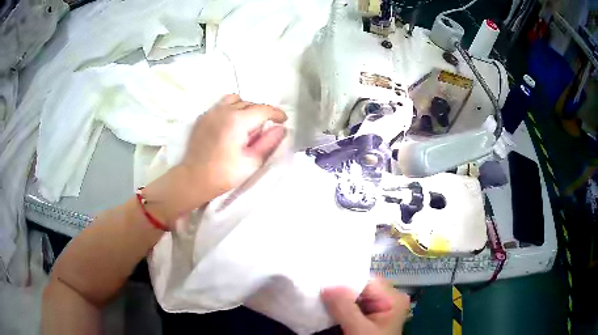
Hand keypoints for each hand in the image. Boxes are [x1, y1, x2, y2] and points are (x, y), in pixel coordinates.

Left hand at [143, 94, 286, 225]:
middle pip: (250, 104)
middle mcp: (224, 110)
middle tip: (266, 128)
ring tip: (248, 123)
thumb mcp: (252, 161)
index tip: (283, 120)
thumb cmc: (224, 174)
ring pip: (236, 100)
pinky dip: (232, 109)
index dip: (277, 114)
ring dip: (246, 108)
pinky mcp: (203, 117)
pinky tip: (232, 124)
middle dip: (262, 113)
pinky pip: (222, 105)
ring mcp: (211, 112)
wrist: (194, 179)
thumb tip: (280, 128)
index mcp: (238, 120)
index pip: (263, 109)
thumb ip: (269, 142)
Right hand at [322, 278, 409, 334]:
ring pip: (355, 297)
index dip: (343, 281)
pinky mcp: (370, 316)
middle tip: (316, 289)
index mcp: (393, 298)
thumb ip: (345, 308)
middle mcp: (389, 298)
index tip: (321, 281)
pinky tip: (327, 307)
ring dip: (338, 299)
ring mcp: (379, 308)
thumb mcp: (359, 329)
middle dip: (339, 290)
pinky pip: (353, 306)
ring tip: (318, 296)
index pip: (366, 280)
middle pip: (360, 288)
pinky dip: (340, 307)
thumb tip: (327, 286)